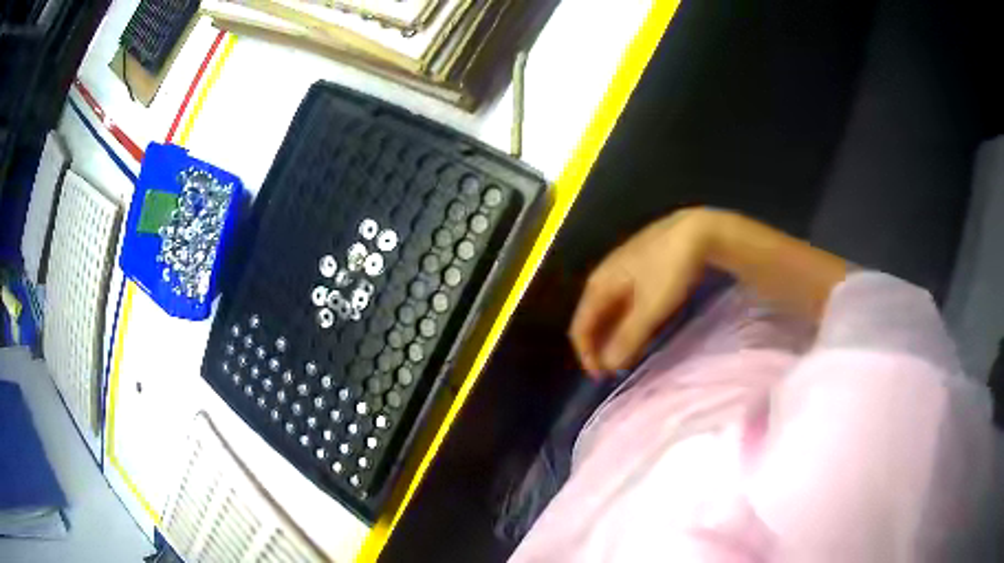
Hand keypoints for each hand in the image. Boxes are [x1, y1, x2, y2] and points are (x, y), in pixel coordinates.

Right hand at [569, 209, 710, 377]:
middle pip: (592, 319)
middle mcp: (604, 277)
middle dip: (600, 347)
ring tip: (628, 354)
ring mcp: (621, 271)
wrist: (696, 231)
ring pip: (609, 311)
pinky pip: (624, 302)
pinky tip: (640, 328)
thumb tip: (609, 366)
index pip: (580, 328)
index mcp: (599, 285)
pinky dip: (626, 321)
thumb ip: (628, 338)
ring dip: (614, 336)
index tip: (602, 377)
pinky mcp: (638, 268)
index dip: (587, 356)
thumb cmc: (669, 269)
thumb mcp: (651, 308)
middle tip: (615, 369)